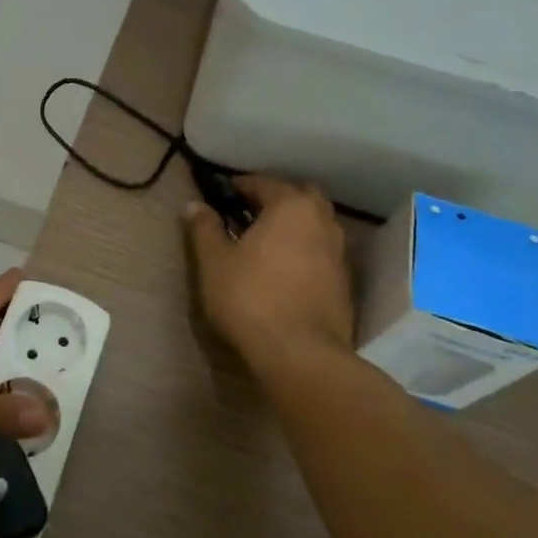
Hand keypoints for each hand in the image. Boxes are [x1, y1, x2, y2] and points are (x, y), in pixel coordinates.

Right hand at [183, 175, 357, 371]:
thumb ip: (204, 228)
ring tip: (263, 242)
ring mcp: (338, 252)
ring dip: (292, 225)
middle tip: (247, 214)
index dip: (239, 186)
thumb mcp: (214, 261)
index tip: (220, 195)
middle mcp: (321, 221)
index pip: (263, 183)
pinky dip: (303, 250)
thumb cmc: (251, 298)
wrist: (301, 354)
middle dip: (275, 199)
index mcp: (291, 206)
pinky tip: (282, 269)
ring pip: (314, 224)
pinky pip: (320, 252)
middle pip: (299, 196)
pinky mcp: (343, 282)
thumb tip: (194, 205)